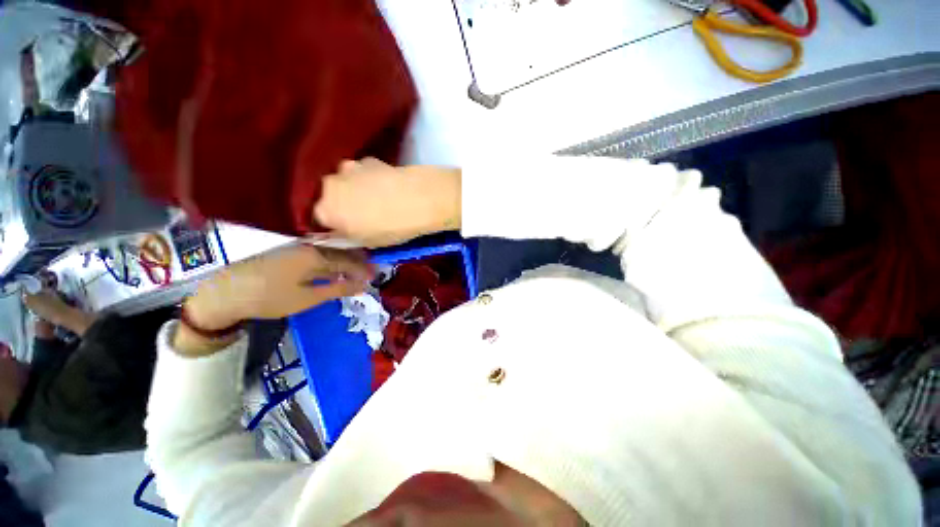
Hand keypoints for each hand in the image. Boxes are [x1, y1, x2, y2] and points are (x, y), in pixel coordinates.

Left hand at [181, 245, 371, 352]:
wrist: (225, 294)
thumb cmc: (269, 298)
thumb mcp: (307, 298)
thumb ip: (338, 289)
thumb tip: (363, 286)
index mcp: (316, 255)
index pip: (349, 261)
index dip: (364, 270)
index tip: (375, 278)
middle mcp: (310, 245)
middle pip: (342, 252)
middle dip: (358, 263)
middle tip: (370, 274)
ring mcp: (298, 246)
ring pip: (331, 251)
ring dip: (346, 262)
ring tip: (357, 273)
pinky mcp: (289, 251)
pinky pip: (320, 253)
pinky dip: (332, 262)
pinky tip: (335, 270)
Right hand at [314, 158, 461, 246]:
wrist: (419, 200)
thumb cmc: (392, 228)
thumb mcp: (369, 242)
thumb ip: (351, 235)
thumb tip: (347, 229)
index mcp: (325, 210)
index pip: (320, 219)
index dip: (335, 225)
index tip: (348, 229)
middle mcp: (330, 185)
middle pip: (331, 196)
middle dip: (343, 204)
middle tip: (363, 215)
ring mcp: (349, 168)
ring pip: (346, 182)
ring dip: (356, 189)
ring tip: (378, 200)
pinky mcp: (369, 159)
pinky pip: (363, 172)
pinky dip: (370, 179)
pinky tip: (387, 187)